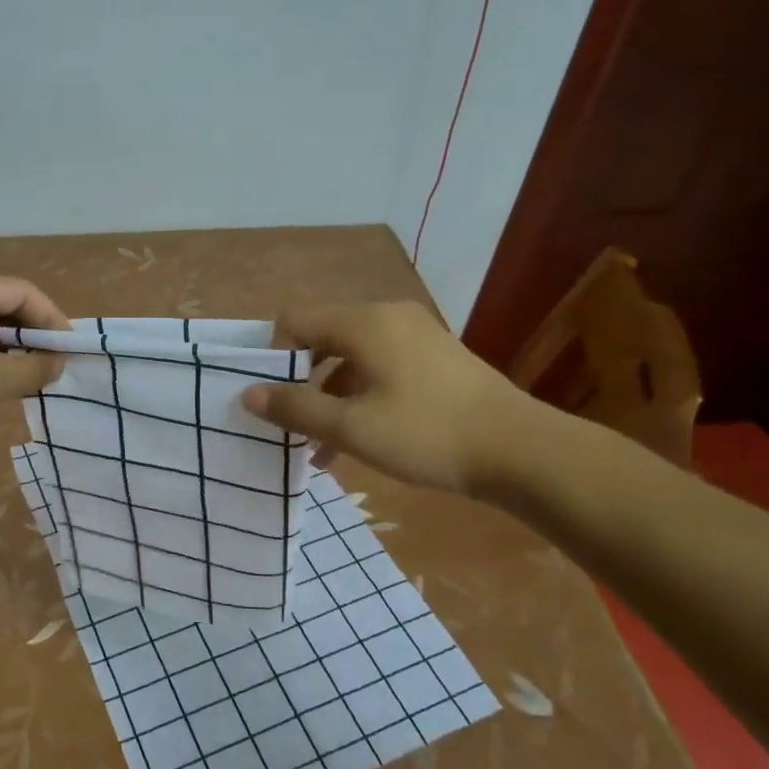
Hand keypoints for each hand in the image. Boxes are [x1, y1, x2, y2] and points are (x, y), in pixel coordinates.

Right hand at [241, 301, 547, 495]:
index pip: (295, 320)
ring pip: (352, 359)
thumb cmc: (426, 434)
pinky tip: (355, 442)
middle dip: (300, 381)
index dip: (273, 356)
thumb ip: (295, 408)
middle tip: (290, 423)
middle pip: (323, 339)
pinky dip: (360, 397)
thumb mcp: (350, 427)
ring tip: (318, 447)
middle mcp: (388, 317)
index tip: (270, 398)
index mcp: (364, 322)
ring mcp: (416, 336)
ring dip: (330, 397)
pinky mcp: (435, 359)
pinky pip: (380, 368)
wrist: (521, 451)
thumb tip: (248, 394)